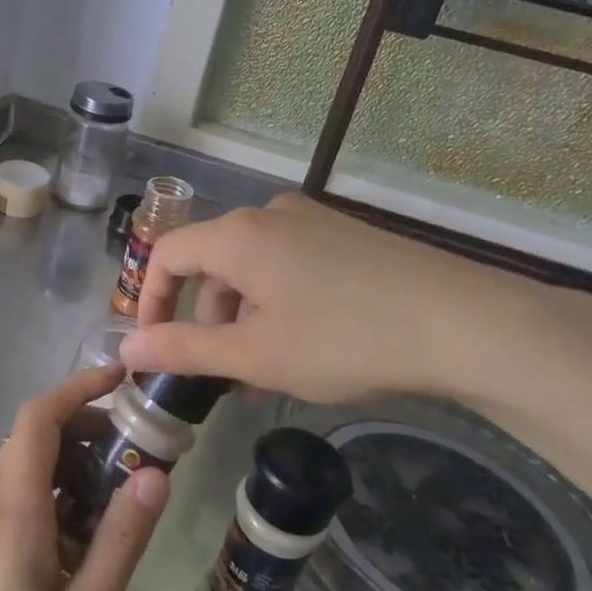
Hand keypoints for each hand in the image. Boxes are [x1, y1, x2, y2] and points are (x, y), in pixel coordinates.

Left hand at [0, 364, 167, 590]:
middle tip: (135, 447)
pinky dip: (52, 478)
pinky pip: (14, 480)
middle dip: (85, 423)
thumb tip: (155, 475)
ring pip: (24, 454)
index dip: (77, 388)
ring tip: (116, 487)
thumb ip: (120, 544)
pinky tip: (80, 522)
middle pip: (33, 430)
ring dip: (70, 452)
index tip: (120, 378)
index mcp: (12, 510)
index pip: (38, 419)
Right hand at [118, 193, 568, 406]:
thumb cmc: (344, 339)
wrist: (465, 323)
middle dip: (206, 321)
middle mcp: (269, 215)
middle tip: (221, 375)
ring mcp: (312, 222)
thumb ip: (184, 350)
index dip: (151, 300)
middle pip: (211, 264)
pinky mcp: (346, 237)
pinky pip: (289, 266)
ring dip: (244, 320)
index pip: (167, 254)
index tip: (156, 347)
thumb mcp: (255, 355)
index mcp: (237, 235)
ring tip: (265, 375)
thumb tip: (126, 348)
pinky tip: (305, 349)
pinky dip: (278, 306)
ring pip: (252, 269)